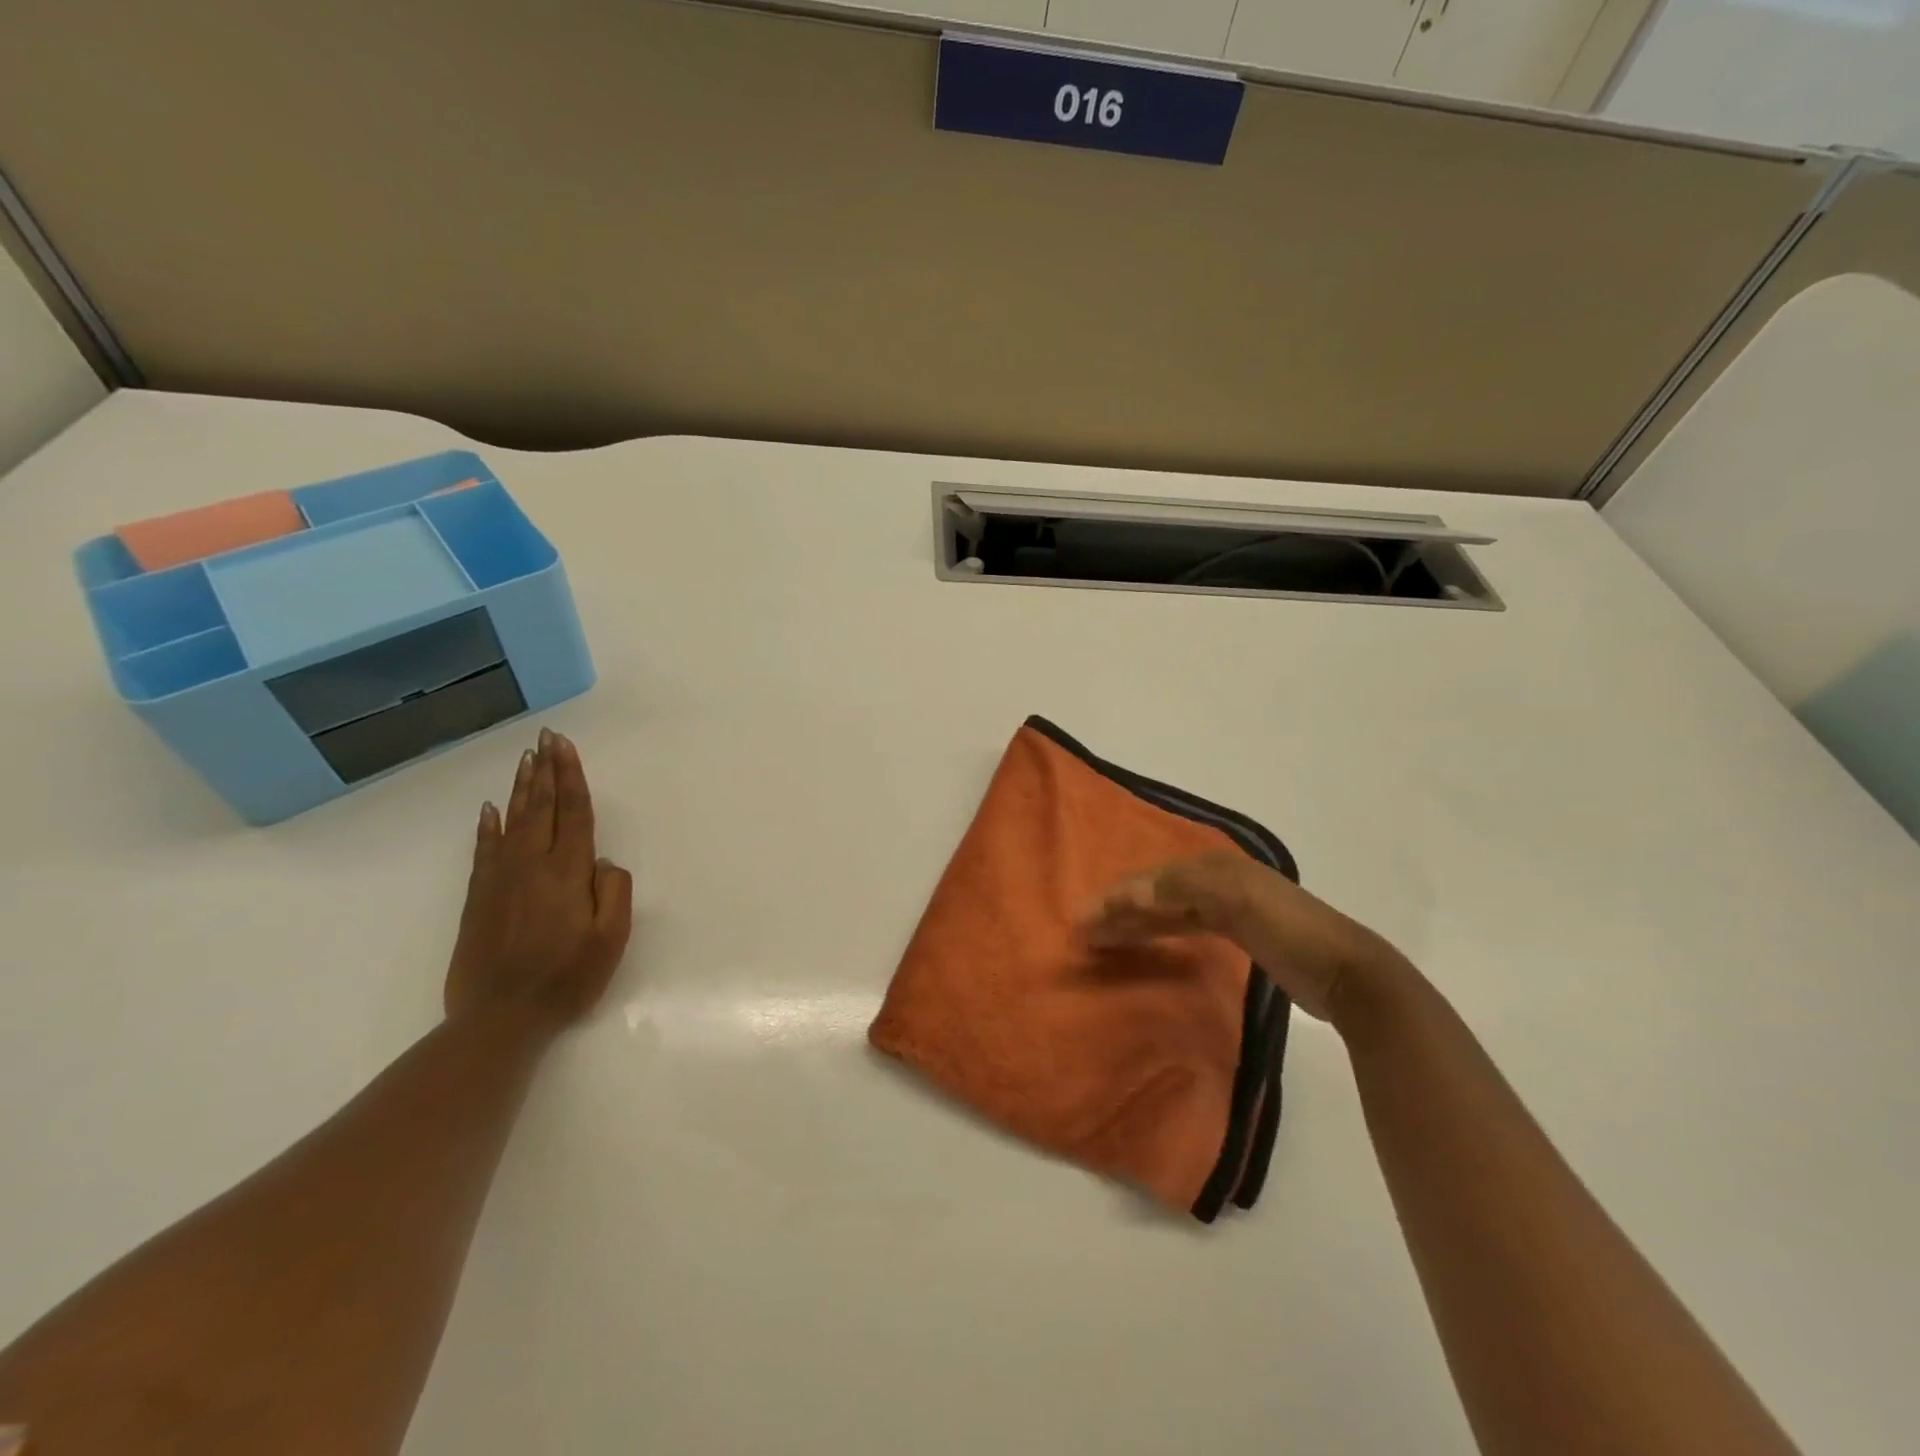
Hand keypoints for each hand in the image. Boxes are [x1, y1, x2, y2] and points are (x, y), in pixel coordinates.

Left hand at [444, 728, 632, 1026]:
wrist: (499, 1017)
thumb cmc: (566, 978)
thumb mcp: (610, 939)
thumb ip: (614, 891)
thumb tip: (603, 861)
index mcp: (568, 872)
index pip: (573, 812)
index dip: (571, 776)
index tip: (565, 746)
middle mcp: (532, 865)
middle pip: (542, 807)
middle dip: (546, 769)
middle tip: (546, 737)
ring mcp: (501, 879)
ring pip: (514, 821)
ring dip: (522, 787)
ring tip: (527, 758)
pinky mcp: (479, 897)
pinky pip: (484, 850)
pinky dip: (488, 826)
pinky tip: (490, 809)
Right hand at [1080, 851, 1412, 1025]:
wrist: (1348, 974)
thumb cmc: (1291, 932)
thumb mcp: (1238, 901)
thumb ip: (1183, 889)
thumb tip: (1131, 892)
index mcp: (1214, 867)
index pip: (1151, 879)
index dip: (1115, 896)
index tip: (1082, 918)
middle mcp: (1216, 880)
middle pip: (1155, 892)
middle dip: (1118, 908)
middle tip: (1083, 931)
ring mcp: (1229, 907)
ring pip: (1167, 909)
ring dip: (1134, 921)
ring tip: (1102, 938)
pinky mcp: (1238, 933)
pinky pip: (1184, 926)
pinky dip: (1159, 931)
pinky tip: (1145, 940)